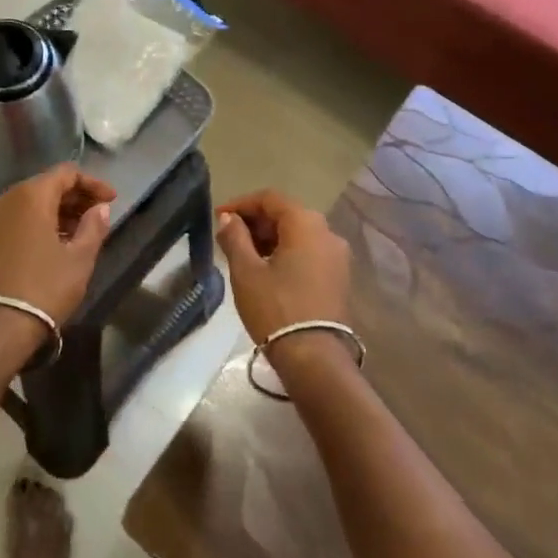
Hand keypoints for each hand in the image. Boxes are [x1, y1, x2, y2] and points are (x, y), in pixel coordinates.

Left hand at [0, 165, 116, 327]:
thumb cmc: (45, 288)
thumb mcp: (80, 258)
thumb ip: (94, 226)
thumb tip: (100, 208)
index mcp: (30, 196)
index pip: (66, 173)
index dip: (92, 183)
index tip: (111, 200)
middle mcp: (4, 199)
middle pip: (44, 186)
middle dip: (73, 198)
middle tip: (96, 216)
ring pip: (26, 204)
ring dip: (53, 212)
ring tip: (76, 233)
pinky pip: (11, 220)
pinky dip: (33, 224)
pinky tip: (49, 244)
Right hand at [214, 190, 351, 351]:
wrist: (315, 358)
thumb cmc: (276, 309)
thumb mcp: (246, 272)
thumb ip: (235, 238)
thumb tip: (228, 219)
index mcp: (306, 223)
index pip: (270, 198)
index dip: (241, 204)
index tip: (219, 217)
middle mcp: (327, 232)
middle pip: (287, 214)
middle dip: (256, 222)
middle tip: (228, 237)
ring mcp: (338, 256)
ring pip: (299, 234)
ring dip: (270, 238)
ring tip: (243, 255)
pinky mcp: (339, 277)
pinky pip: (309, 252)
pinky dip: (286, 252)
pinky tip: (266, 270)